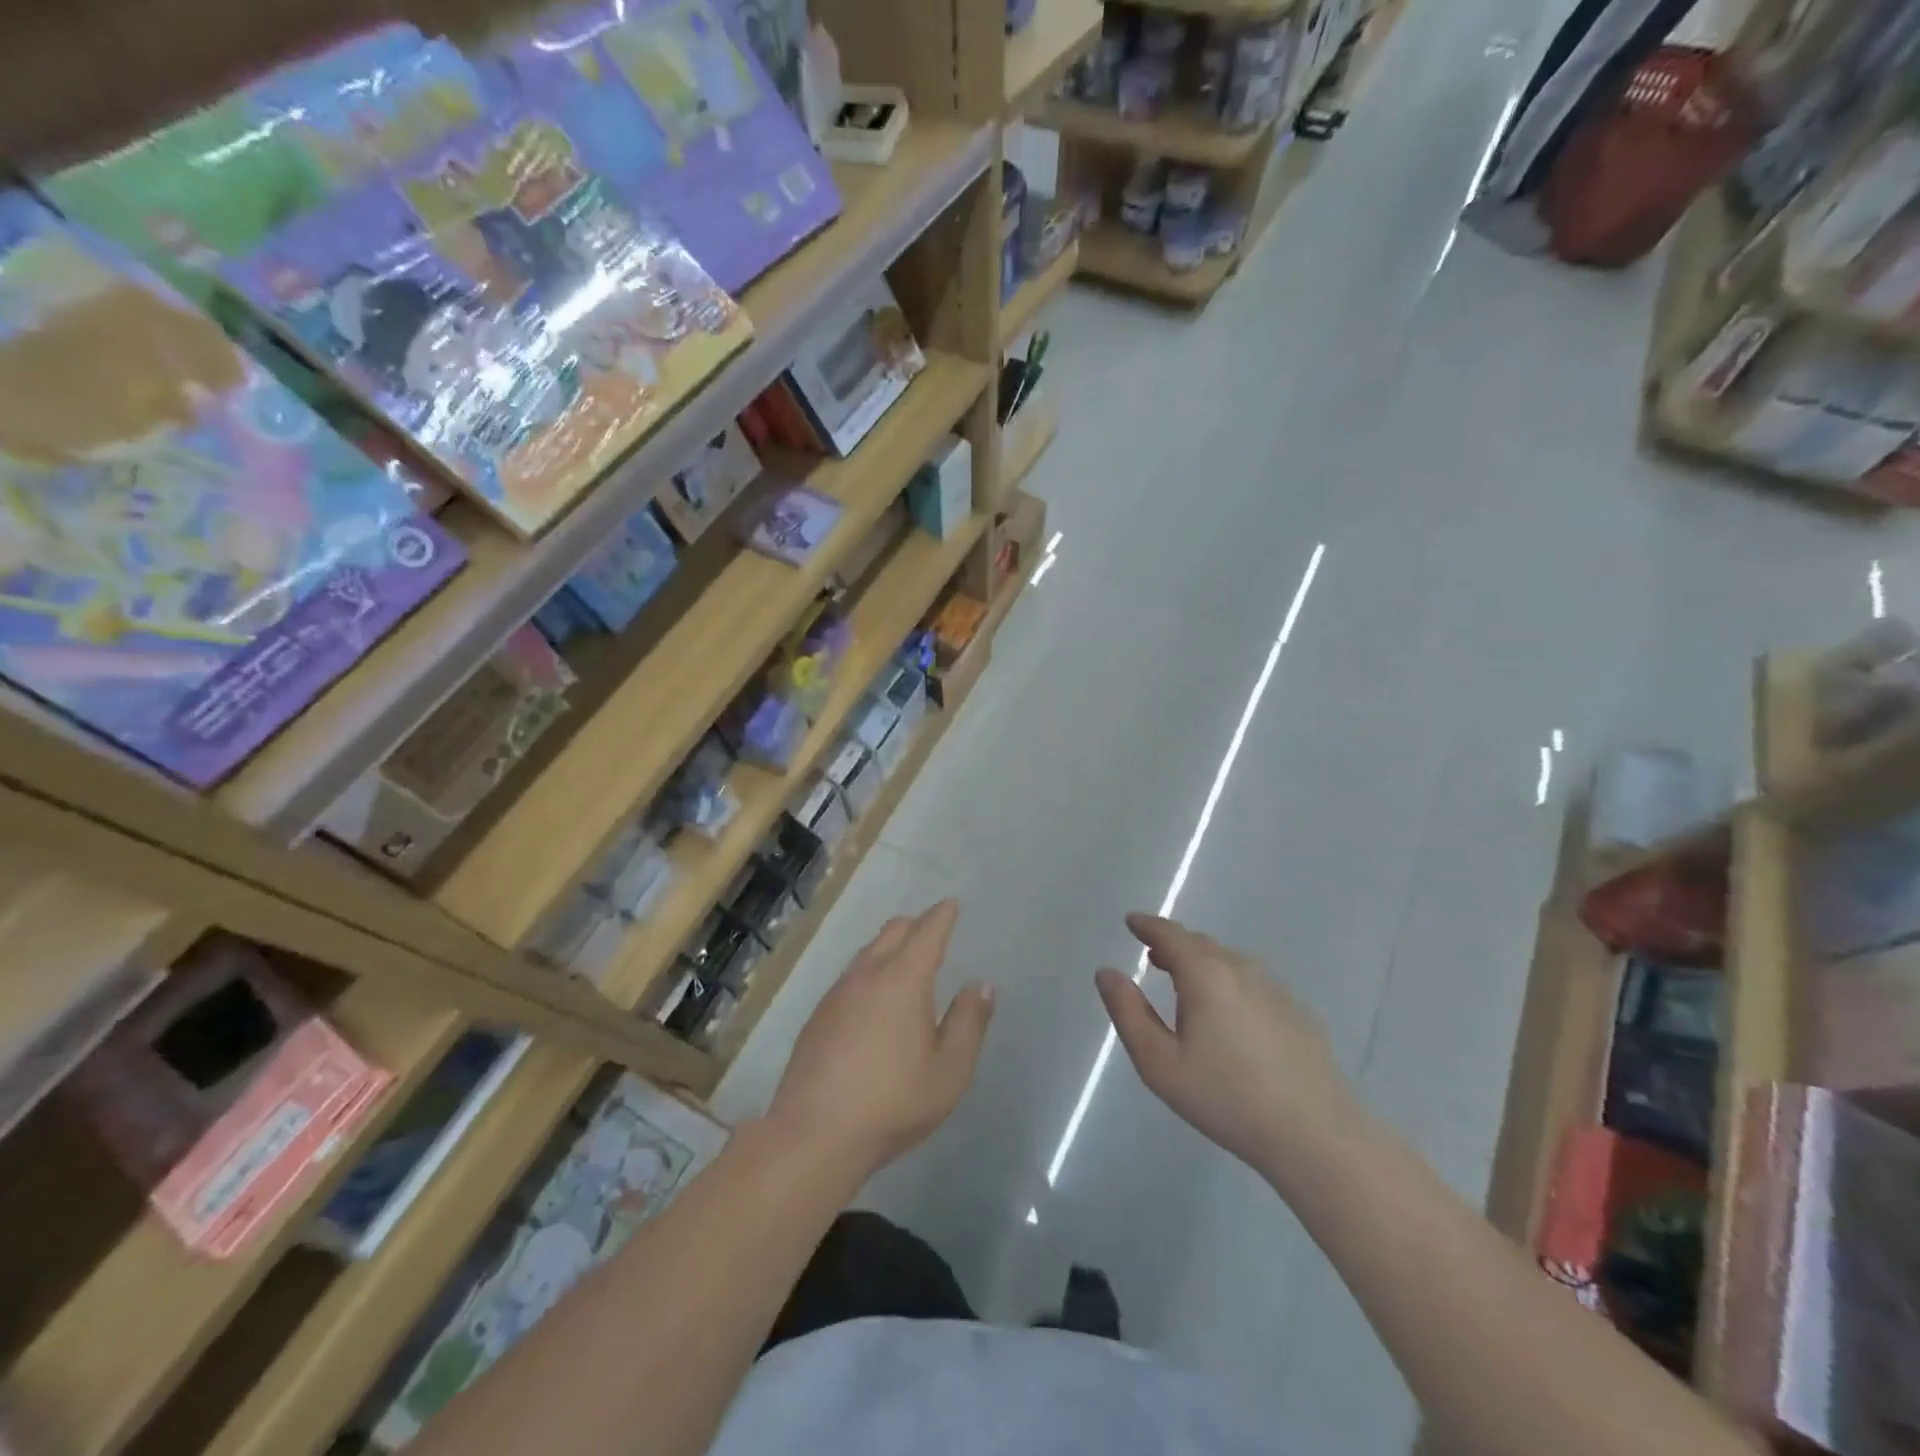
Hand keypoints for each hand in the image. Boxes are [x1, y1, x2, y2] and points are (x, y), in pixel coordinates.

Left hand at [766, 900, 994, 1178]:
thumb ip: (969, 1022)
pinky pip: (850, 975)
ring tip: (904, 956)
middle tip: (932, 928)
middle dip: (916, 923)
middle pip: (893, 931)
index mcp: (904, 979)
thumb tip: (981, 985)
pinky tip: (872, 995)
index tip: (951, 904)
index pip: (927, 932)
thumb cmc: (893, 1101)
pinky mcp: (818, 1015)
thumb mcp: (950, 1070)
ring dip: (889, 945)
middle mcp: (868, 974)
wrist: (815, 1133)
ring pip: (868, 951)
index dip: (942, 915)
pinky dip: (869, 969)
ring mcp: (837, 993)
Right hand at [1096, 913, 1358, 1188]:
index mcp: (1205, 974)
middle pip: (1200, 944)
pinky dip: (1229, 982)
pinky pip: (1252, 982)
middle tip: (1152, 954)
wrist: (1316, 1135)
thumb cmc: (1226, 1098)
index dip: (1148, 925)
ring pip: (1229, 961)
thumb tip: (1106, 972)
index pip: (1170, 935)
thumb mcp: (1160, 1063)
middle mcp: (1241, 969)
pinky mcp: (1297, 1011)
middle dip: (1173, 944)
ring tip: (1184, 980)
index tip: (1132, 921)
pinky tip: (1228, 1013)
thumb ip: (1128, 1012)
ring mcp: (1275, 988)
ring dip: (1201, 962)